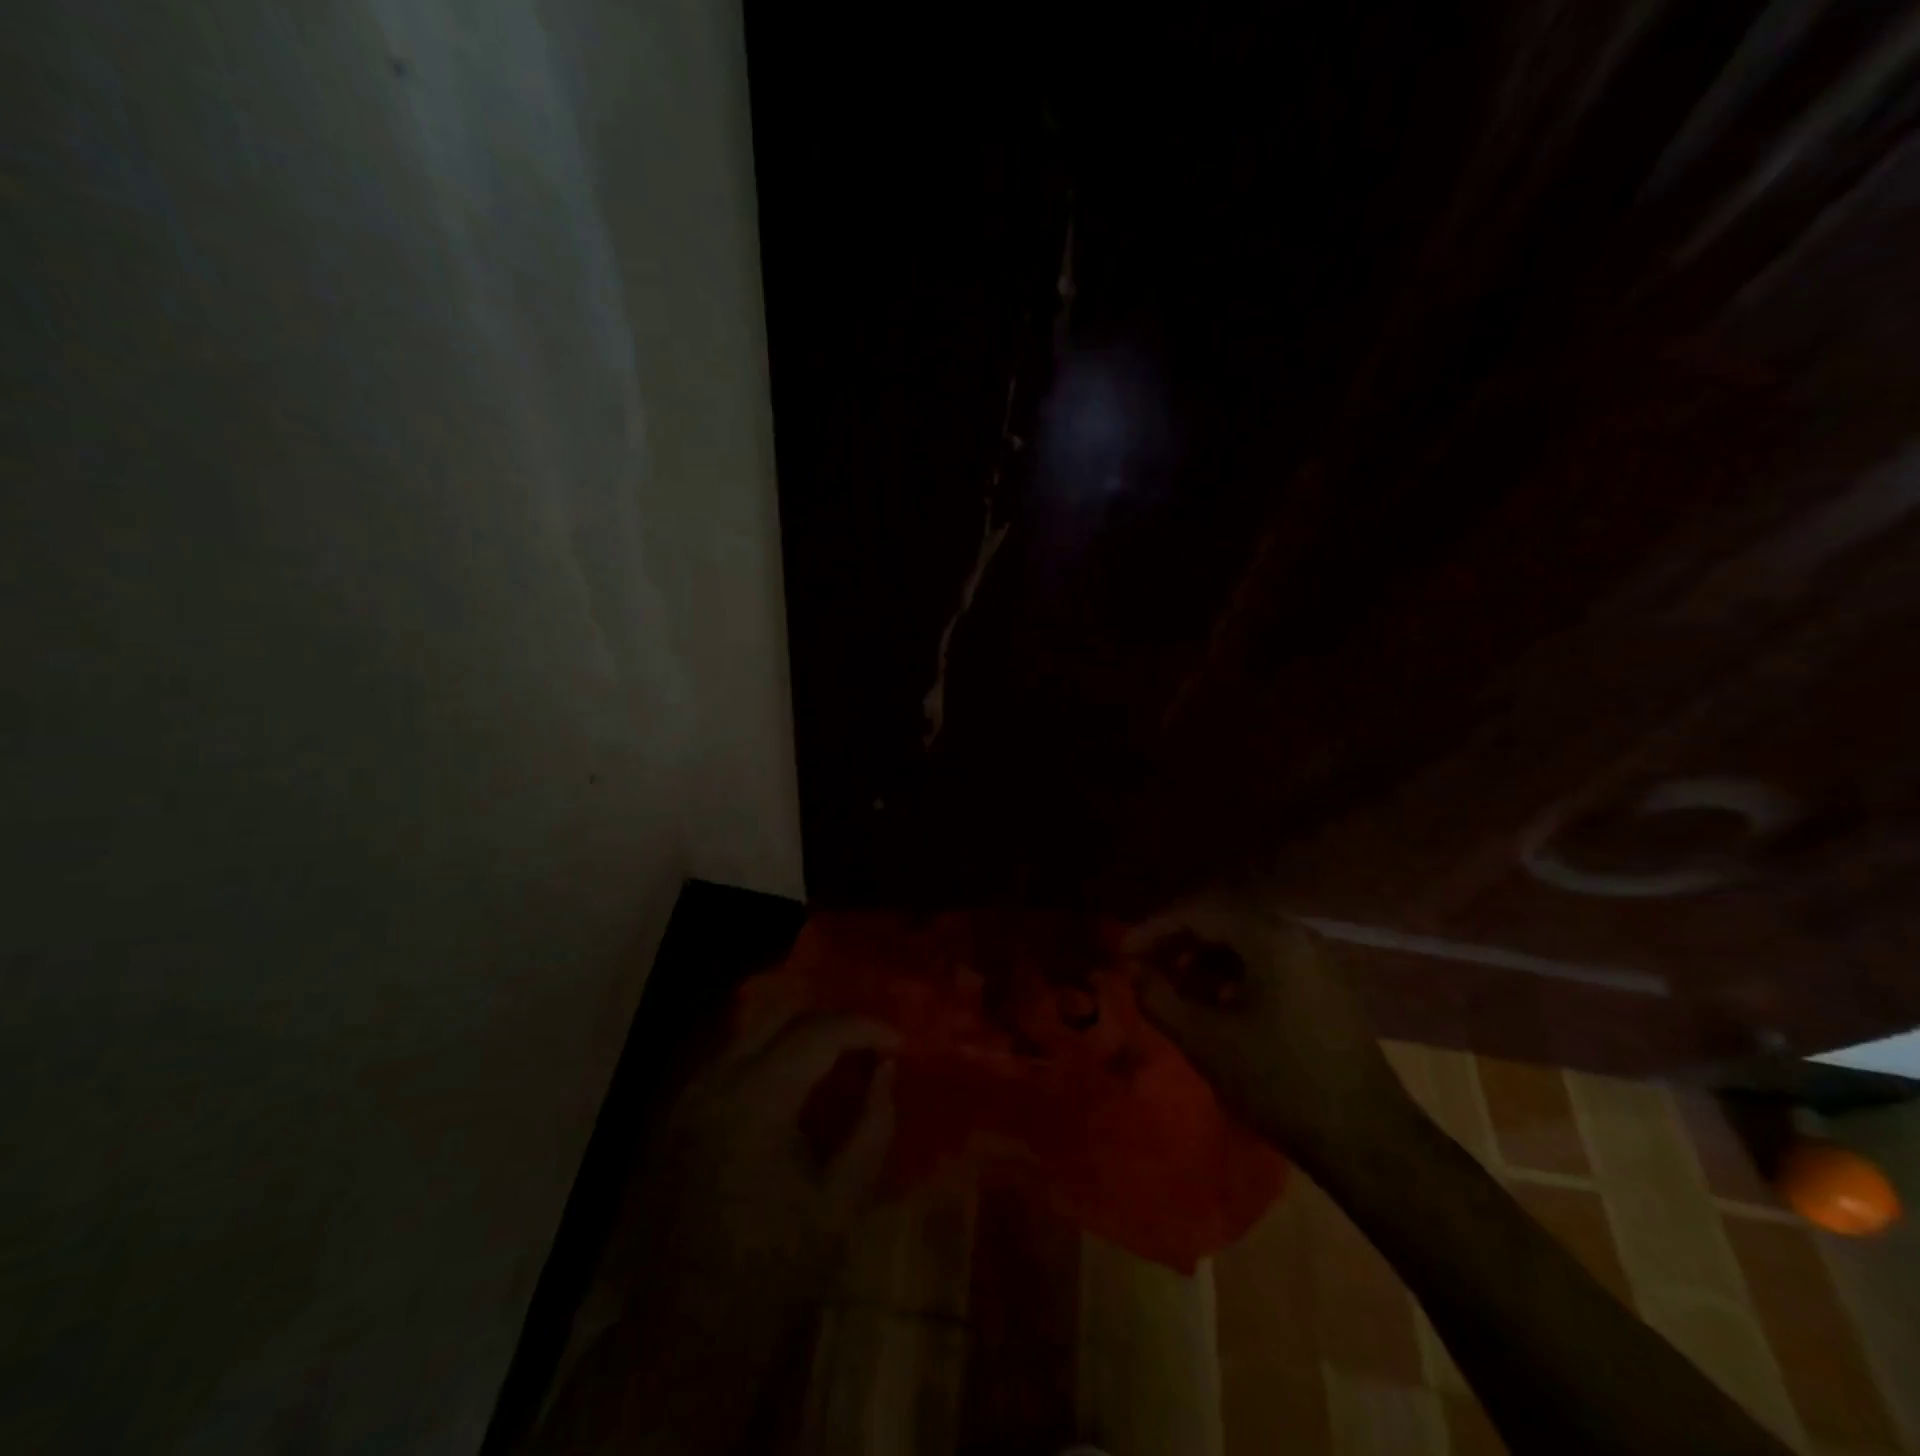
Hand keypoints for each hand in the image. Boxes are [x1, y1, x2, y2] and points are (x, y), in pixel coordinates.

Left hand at [635, 1001, 898, 1315]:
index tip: (899, 1042)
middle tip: (869, 1043)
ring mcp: (688, 1095)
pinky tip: (793, 1081)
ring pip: (751, 1032)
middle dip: (831, 1020)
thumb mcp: (841, 1204)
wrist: (685, 1332)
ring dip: (798, 1034)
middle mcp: (715, 1082)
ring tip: (838, 1056)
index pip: (819, 1033)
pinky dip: (768, 1054)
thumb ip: (873, 1126)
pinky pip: (730, 1058)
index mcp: (756, 1101)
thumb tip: (887, 1070)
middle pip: (781, 1015)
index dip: (865, 1028)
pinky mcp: (676, 1114)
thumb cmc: (773, 1270)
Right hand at [1123, 898, 1413, 1172]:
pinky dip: (1233, 975)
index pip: (1199, 913)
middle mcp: (1296, 936)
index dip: (1154, 930)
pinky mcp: (1326, 988)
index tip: (1123, 954)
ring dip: (1204, 960)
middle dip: (1178, 943)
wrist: (1367, 1141)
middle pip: (1223, 921)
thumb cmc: (1279, 1083)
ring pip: (1245, 943)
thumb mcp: (1205, 1041)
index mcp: (1270, 938)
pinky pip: (1268, 963)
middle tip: (1145, 969)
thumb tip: (1134, 972)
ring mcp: (1317, 961)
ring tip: (1177, 992)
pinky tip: (1218, 1007)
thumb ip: (1159, 998)